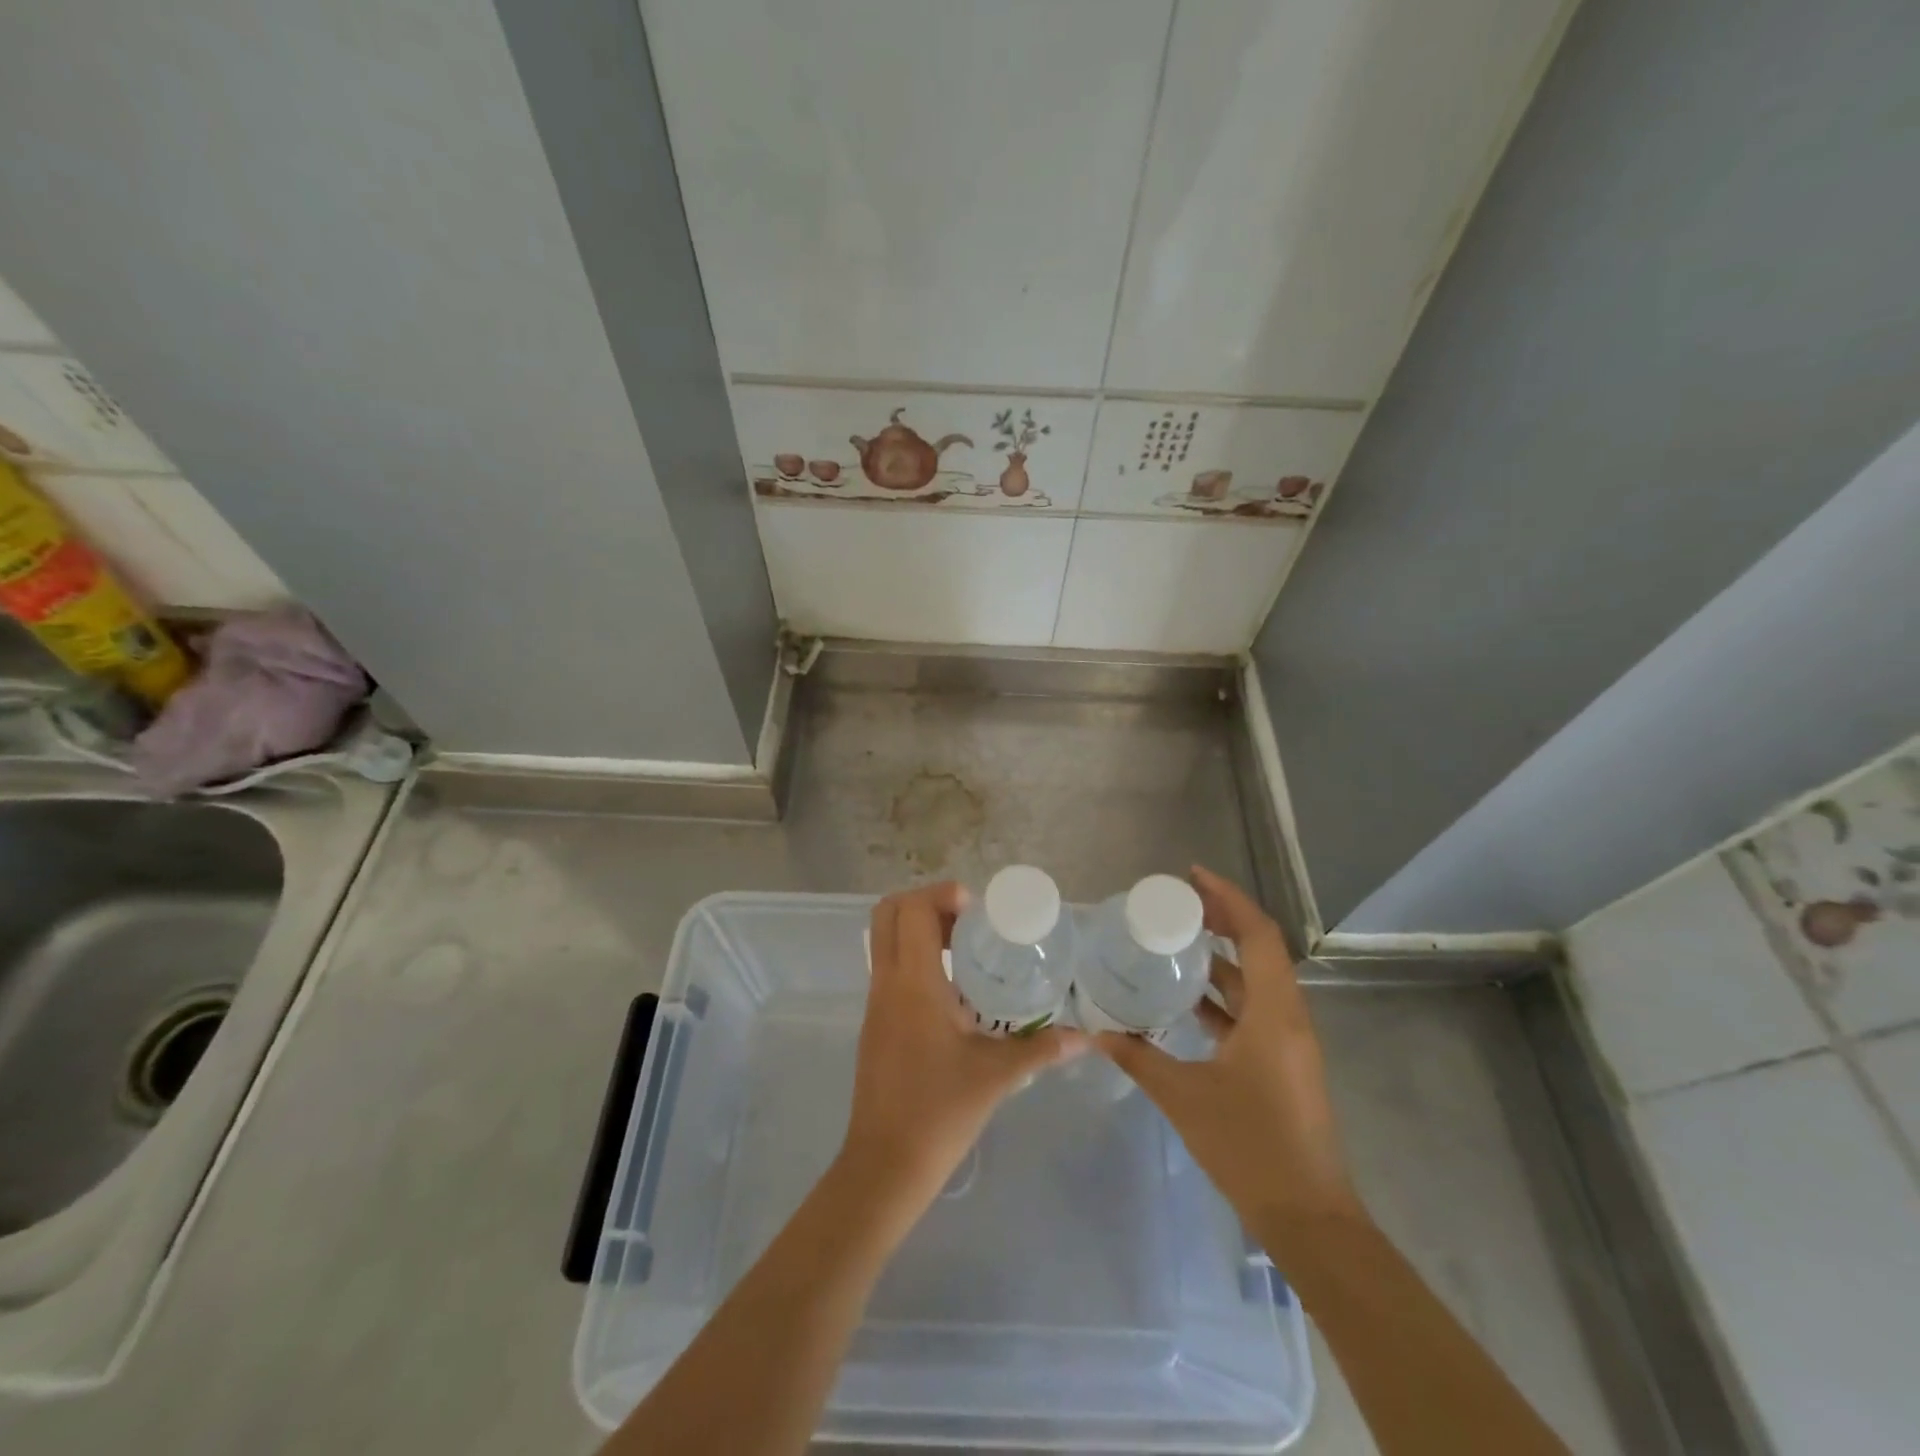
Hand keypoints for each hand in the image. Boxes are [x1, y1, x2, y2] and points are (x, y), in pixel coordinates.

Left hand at [840, 881, 1085, 1215]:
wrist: (885, 1165)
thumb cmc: (939, 1112)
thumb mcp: (996, 1076)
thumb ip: (1041, 1049)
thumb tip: (1085, 1037)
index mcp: (912, 983)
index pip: (911, 909)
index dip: (941, 894)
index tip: (978, 911)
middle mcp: (887, 982)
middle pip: (888, 912)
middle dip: (927, 904)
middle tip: (969, 922)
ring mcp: (876, 1002)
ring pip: (886, 940)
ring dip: (920, 930)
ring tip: (966, 950)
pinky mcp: (876, 1022)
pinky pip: (890, 968)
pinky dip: (916, 958)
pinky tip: (954, 990)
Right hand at [1096, 866, 1362, 1236]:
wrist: (1308, 1217)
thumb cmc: (1249, 1147)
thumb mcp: (1184, 1097)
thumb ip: (1138, 1058)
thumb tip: (1096, 1030)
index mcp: (1274, 1012)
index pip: (1257, 934)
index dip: (1228, 898)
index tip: (1192, 877)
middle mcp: (1288, 1016)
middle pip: (1259, 948)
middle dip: (1222, 919)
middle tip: (1178, 904)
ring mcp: (1289, 1041)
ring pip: (1257, 980)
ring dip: (1222, 957)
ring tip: (1178, 941)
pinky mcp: (1283, 1063)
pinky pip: (1254, 1009)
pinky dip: (1224, 994)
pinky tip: (1189, 1000)